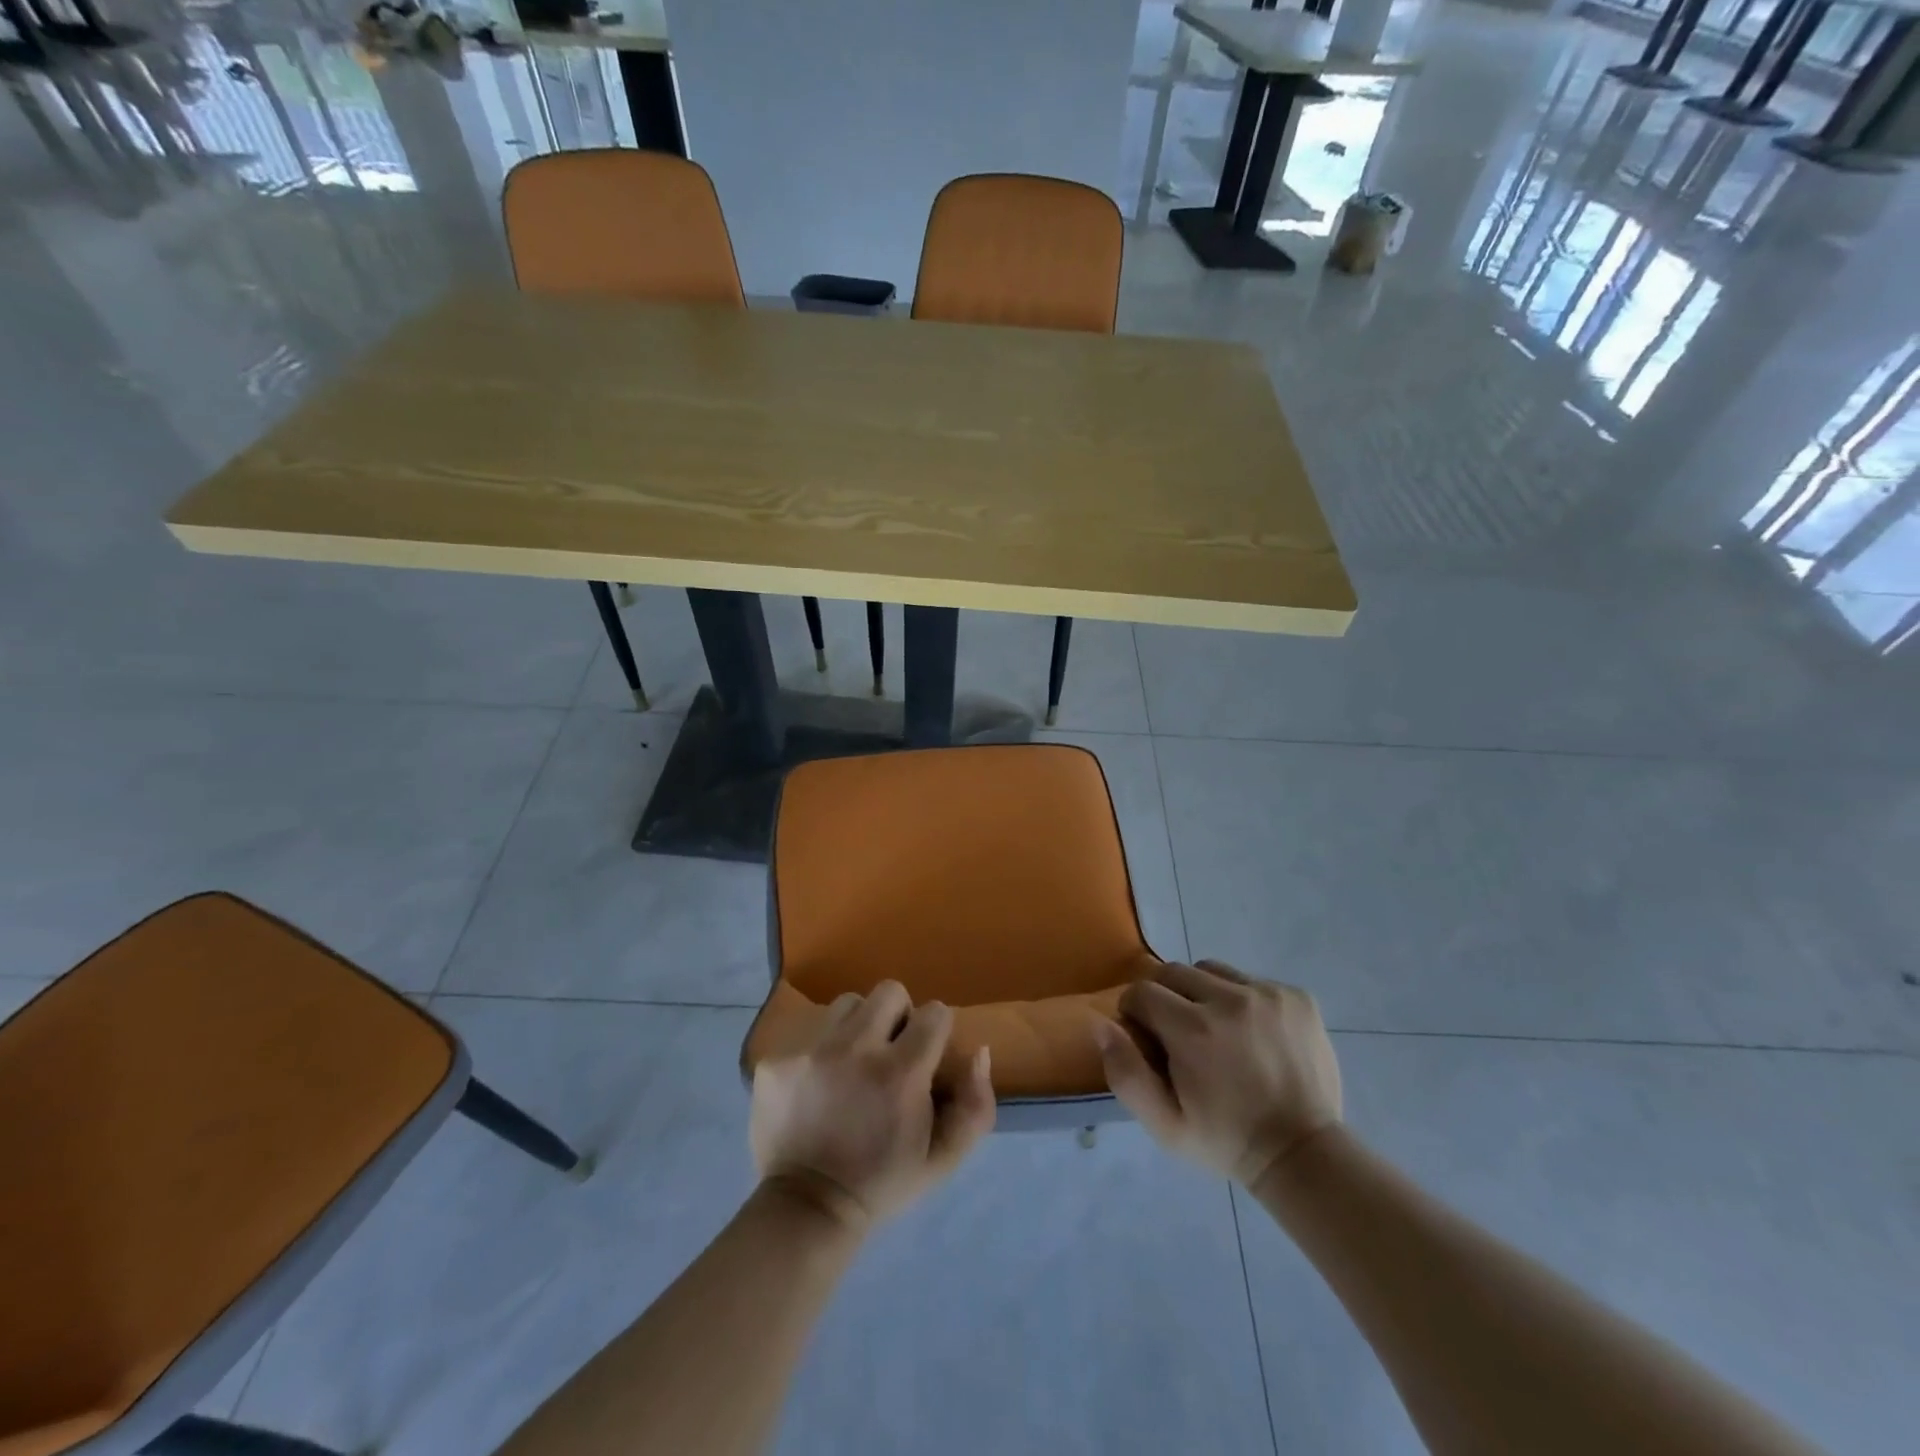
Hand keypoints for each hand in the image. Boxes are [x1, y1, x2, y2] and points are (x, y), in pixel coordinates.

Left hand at [749, 981, 995, 1231]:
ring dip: (857, 1027)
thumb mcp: (943, 1157)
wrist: (806, 1209)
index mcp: (901, 1073)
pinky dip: (820, 1048)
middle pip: (890, 991)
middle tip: (889, 1053)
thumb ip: (975, 1104)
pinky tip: (818, 1083)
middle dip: (897, 1017)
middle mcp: (855, 1049)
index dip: (934, 1033)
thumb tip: (978, 1051)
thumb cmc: (883, 1182)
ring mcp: (810, 1050)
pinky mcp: (777, 1059)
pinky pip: (810, 1029)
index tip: (924, 1058)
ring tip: (851, 1064)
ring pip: (847, 1004)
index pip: (934, 1012)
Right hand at [1093, 961, 1340, 1186]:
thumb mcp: (1164, 1125)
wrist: (1304, 1154)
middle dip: (1165, 998)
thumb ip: (1125, 1073)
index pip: (1141, 992)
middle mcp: (1230, 1000)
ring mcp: (1268, 994)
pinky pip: (1250, 980)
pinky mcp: (1297, 996)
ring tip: (1217, 1032)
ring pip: (1211, 971)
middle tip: (1178, 1035)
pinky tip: (1252, 1036)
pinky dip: (1241, 999)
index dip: (1135, 1014)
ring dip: (1202, 994)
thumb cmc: (1226, 1141)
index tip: (1147, 1040)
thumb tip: (1102, 1023)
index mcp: (1193, 1030)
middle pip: (1173, 972)